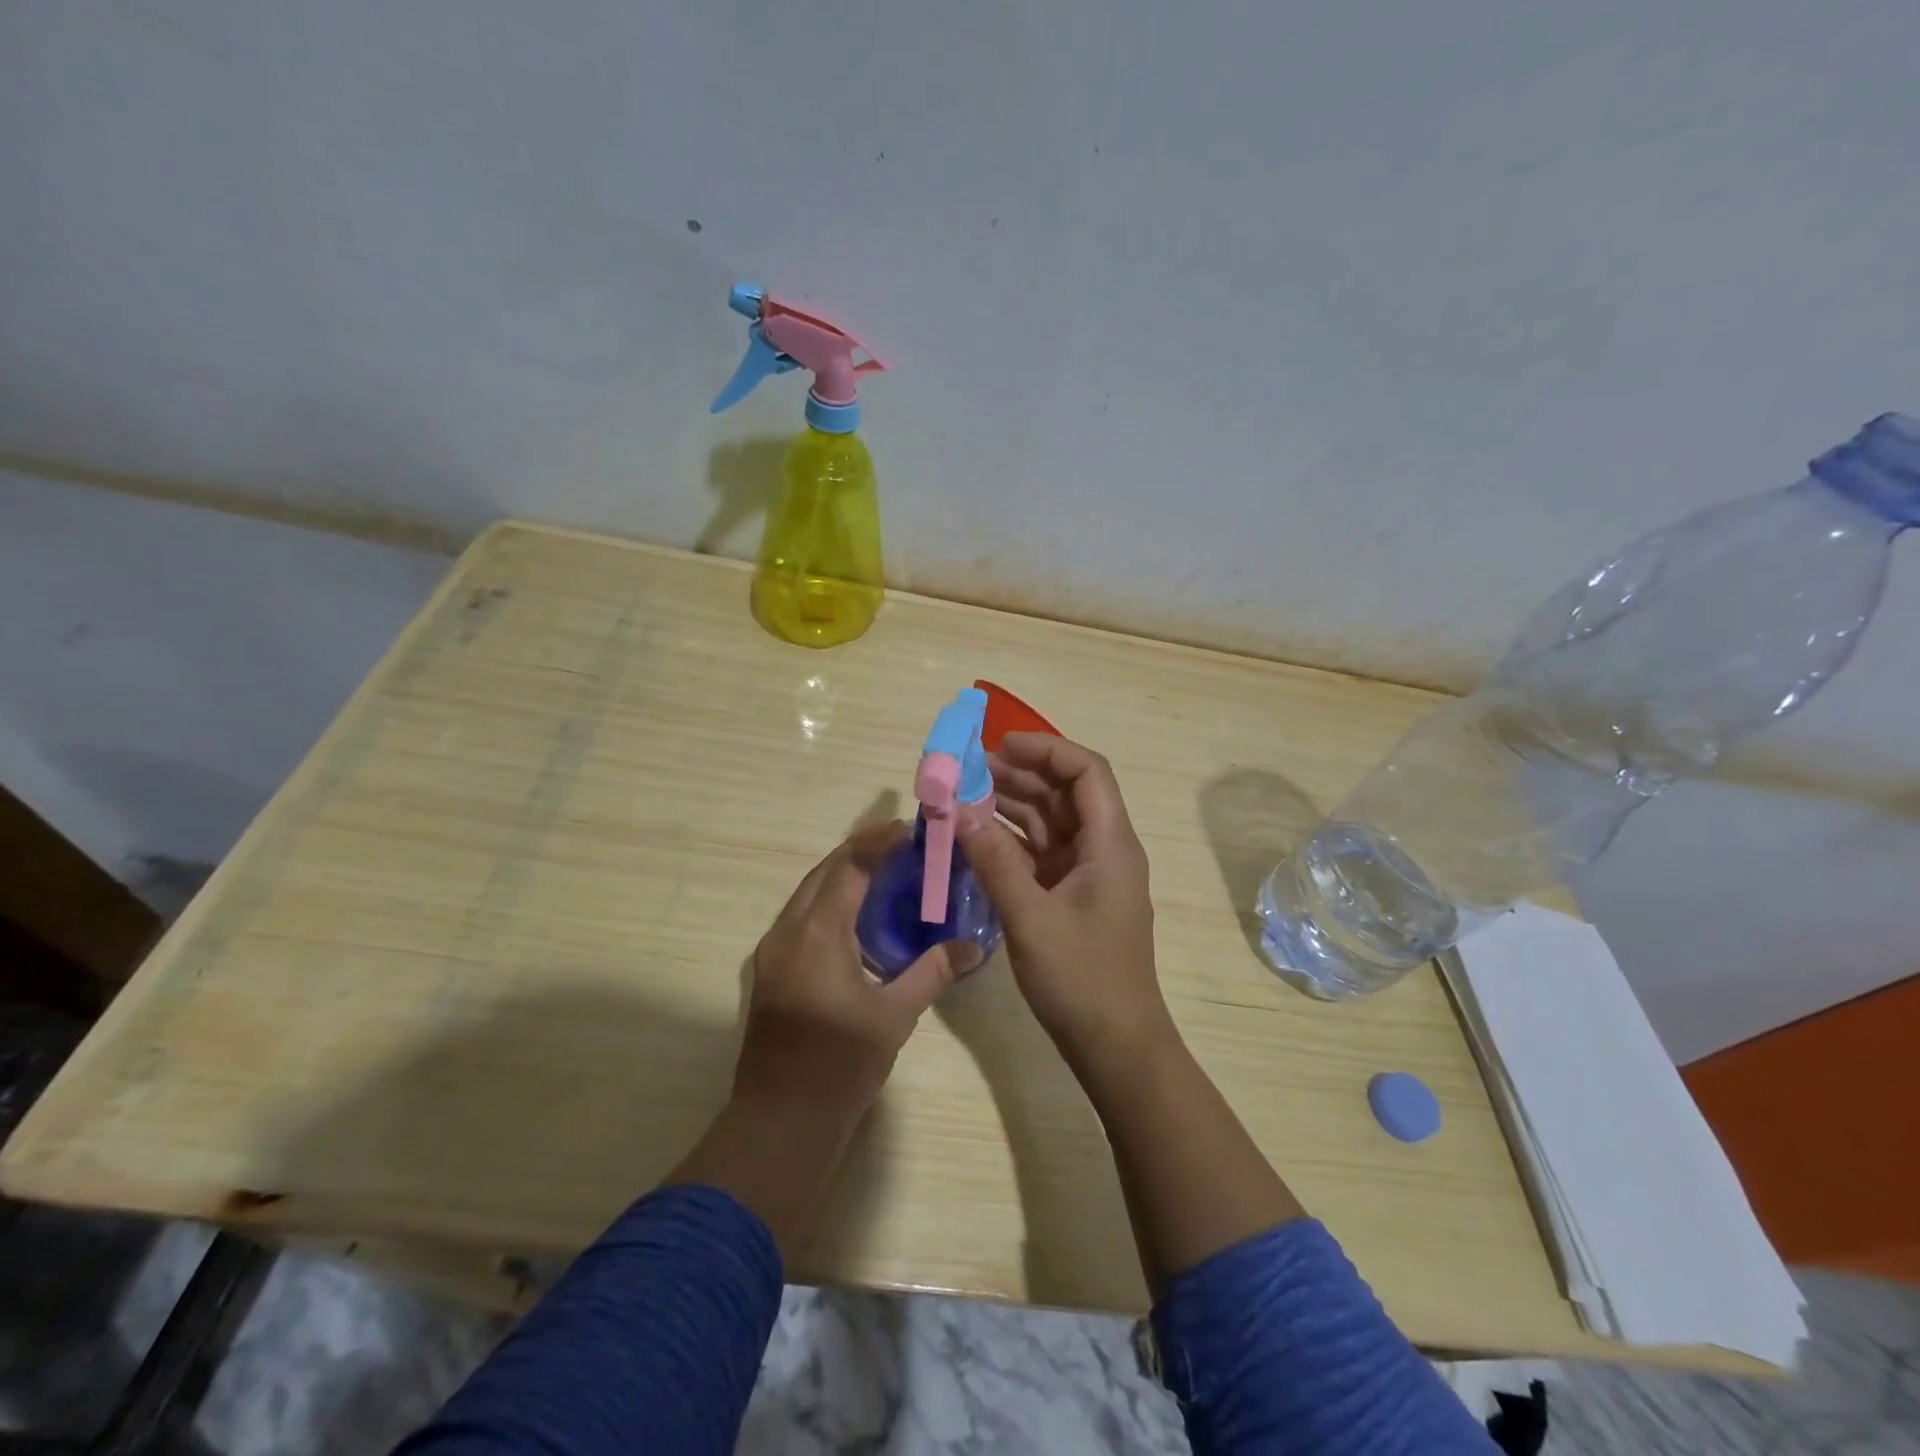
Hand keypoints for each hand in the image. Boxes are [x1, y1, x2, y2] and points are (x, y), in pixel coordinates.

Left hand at [733, 822, 979, 1124]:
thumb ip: (933, 972)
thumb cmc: (840, 1066)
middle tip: (900, 843)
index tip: (909, 828)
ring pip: (808, 892)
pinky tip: (856, 913)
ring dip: (842, 874)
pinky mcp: (771, 969)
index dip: (878, 843)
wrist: (780, 1122)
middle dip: (860, 850)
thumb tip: (974, 947)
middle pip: (824, 872)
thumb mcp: (895, 1017)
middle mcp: (788, 931)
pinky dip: (829, 901)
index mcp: (817, 934)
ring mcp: (773, 950)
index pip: (849, 867)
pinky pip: (800, 916)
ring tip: (883, 869)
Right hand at [956, 734, 1172, 1069]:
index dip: (1046, 749)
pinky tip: (975, 837)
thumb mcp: (1031, 918)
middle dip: (1019, 775)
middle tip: (966, 771)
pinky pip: (1040, 853)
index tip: (999, 745)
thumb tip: (958, 812)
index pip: (1087, 772)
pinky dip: (1010, 841)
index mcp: (1110, 844)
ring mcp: (1087, 874)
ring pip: (1049, 822)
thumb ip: (995, 861)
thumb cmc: (1082, 979)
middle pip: (1065, 793)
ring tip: (962, 797)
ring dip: (1010, 805)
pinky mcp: (1071, 896)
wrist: (1115, 1046)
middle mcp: (1103, 849)